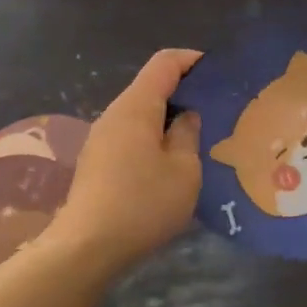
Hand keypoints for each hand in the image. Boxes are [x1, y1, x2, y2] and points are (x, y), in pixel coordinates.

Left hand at [50, 49, 202, 270]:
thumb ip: (188, 135)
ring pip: (140, 114)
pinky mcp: (97, 162)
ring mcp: (101, 138)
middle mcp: (114, 114)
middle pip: (151, 87)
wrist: (87, 246)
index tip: (219, 71)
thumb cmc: (143, 204)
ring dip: (169, 119)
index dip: (193, 59)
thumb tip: (187, 115)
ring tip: (199, 137)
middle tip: (217, 109)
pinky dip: (153, 138)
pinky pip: (130, 136)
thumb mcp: (184, 171)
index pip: (165, 62)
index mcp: (137, 106)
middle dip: (184, 91)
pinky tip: (171, 163)